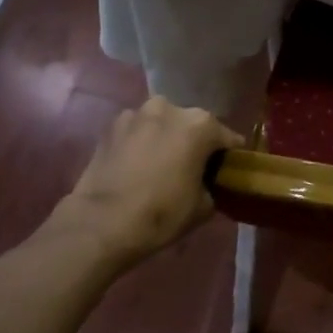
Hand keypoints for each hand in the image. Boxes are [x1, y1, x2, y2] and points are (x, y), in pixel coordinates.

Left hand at [39, 97, 242, 271]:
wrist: (102, 223)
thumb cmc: (162, 213)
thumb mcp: (204, 206)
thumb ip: (211, 184)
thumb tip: (206, 182)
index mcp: (200, 125)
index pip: (228, 138)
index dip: (229, 156)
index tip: (227, 171)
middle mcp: (169, 109)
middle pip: (193, 124)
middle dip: (196, 142)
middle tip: (193, 168)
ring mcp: (136, 114)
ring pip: (162, 124)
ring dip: (166, 138)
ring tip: (163, 164)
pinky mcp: (110, 127)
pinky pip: (137, 132)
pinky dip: (142, 143)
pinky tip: (138, 165)